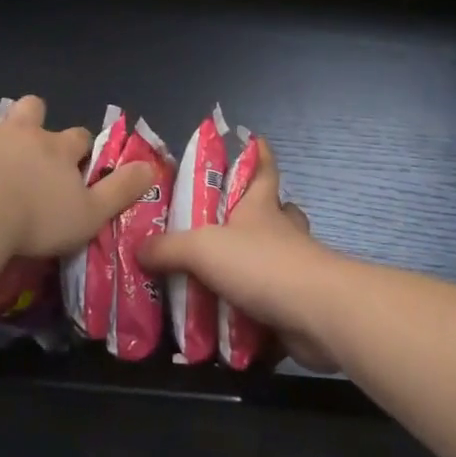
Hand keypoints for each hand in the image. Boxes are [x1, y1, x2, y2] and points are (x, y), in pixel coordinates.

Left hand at [0, 97, 152, 260]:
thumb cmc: (37, 219)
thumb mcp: (91, 213)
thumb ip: (121, 190)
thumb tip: (151, 168)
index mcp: (56, 150)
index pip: (78, 137)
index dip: (81, 143)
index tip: (80, 153)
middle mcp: (20, 135)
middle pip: (29, 110)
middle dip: (30, 113)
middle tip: (25, 123)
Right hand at [139, 137, 343, 370]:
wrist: (316, 313)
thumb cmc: (262, 264)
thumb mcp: (203, 248)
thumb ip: (168, 248)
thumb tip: (139, 249)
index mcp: (261, 207)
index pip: (263, 169)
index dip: (259, 153)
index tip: (254, 138)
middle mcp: (281, 231)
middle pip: (277, 211)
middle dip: (260, 211)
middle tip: (228, 221)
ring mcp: (295, 267)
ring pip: (277, 255)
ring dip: (256, 261)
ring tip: (221, 273)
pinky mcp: (298, 303)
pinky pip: (274, 299)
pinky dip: (256, 307)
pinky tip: (231, 317)